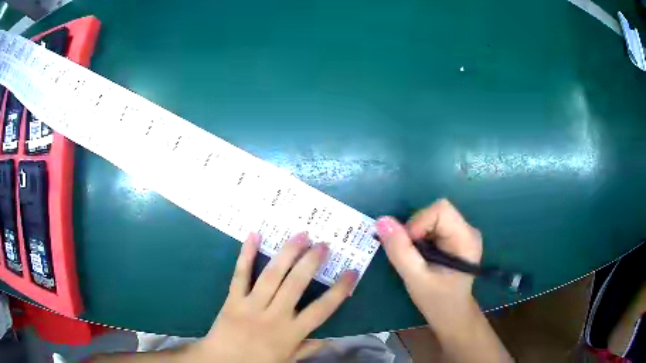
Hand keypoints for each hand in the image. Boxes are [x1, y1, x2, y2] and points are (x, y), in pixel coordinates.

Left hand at [190, 232, 357, 362]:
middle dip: (311, 262)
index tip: (352, 272)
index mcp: (291, 333)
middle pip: (296, 285)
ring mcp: (251, 305)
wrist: (222, 362)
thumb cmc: (257, 362)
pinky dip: (246, 255)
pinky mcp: (232, 299)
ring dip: (287, 253)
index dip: (339, 290)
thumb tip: (331, 339)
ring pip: (272, 275)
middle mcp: (274, 316)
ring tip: (301, 235)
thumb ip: (308, 349)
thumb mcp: (288, 360)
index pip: (322, 310)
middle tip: (323, 244)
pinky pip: (240, 275)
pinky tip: (254, 235)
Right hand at [375, 199, 482, 323]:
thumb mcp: (415, 278)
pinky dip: (420, 238)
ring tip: (417, 258)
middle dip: (416, 230)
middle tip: (411, 256)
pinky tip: (422, 256)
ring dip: (417, 235)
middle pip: (436, 212)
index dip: (419, 222)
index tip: (409, 247)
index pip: (440, 210)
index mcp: (466, 238)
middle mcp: (468, 230)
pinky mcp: (455, 238)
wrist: (451, 315)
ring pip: (432, 218)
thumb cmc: (437, 301)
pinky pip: (433, 226)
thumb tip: (382, 221)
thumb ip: (400, 250)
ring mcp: (463, 233)